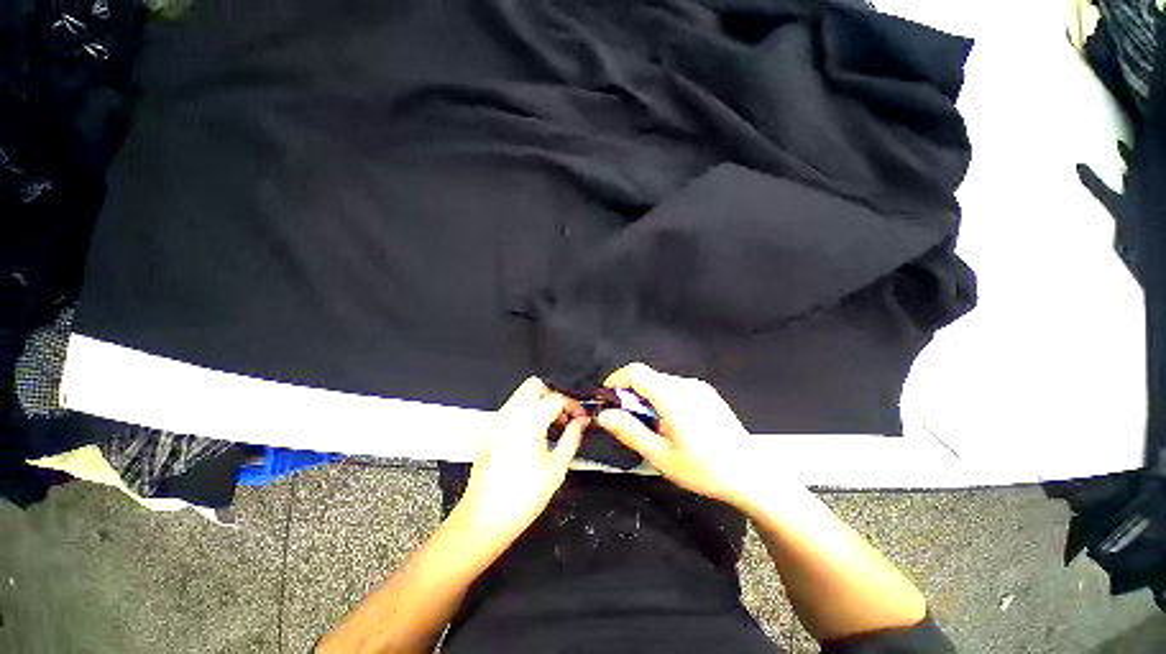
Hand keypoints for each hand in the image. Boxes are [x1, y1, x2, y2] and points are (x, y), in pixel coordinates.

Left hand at [455, 377, 586, 545]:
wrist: (483, 520)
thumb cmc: (522, 498)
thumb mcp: (556, 469)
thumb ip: (572, 438)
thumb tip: (583, 421)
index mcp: (528, 423)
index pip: (556, 398)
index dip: (573, 405)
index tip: (581, 417)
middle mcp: (510, 416)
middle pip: (534, 384)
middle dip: (554, 394)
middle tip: (565, 414)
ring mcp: (497, 421)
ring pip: (522, 394)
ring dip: (541, 401)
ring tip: (553, 424)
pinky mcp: (491, 430)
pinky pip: (512, 407)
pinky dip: (528, 409)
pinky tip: (536, 431)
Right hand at [596, 362, 779, 510]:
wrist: (751, 475)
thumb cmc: (704, 469)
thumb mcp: (660, 456)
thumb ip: (629, 431)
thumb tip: (604, 415)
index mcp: (672, 396)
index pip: (635, 372)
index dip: (616, 381)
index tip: (608, 400)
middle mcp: (686, 384)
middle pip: (647, 378)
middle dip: (630, 395)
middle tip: (629, 422)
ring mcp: (699, 387)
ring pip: (661, 383)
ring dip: (647, 398)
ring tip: (653, 428)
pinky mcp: (707, 393)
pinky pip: (675, 388)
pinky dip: (663, 399)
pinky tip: (673, 425)